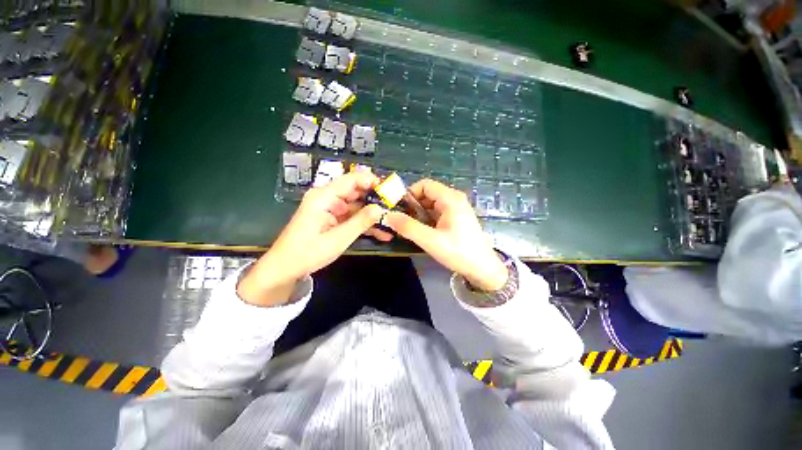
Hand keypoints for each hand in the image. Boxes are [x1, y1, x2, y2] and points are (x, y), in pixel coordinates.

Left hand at [237, 172, 384, 305]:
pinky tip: (382, 233)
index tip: (390, 189)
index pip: (351, 180)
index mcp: (324, 197)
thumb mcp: (338, 239)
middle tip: (396, 207)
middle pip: (356, 192)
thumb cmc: (308, 253)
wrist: (286, 268)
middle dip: (376, 199)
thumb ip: (360, 222)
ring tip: (393, 221)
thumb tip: (380, 208)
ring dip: (373, 215)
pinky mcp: (334, 219)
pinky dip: (366, 224)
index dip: (371, 181)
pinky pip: (353, 217)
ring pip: (357, 206)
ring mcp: (331, 209)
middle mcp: (328, 198)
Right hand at [385, 179, 508, 291]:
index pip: (424, 185)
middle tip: (401, 222)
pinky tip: (421, 232)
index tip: (398, 208)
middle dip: (412, 206)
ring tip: (409, 229)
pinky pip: (436, 213)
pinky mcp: (456, 219)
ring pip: (431, 205)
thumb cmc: (459, 252)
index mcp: (450, 199)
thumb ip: (408, 227)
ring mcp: (456, 209)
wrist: (482, 269)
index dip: (409, 194)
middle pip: (427, 194)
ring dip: (418, 214)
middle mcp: (454, 199)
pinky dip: (426, 220)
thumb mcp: (430, 240)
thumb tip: (387, 216)